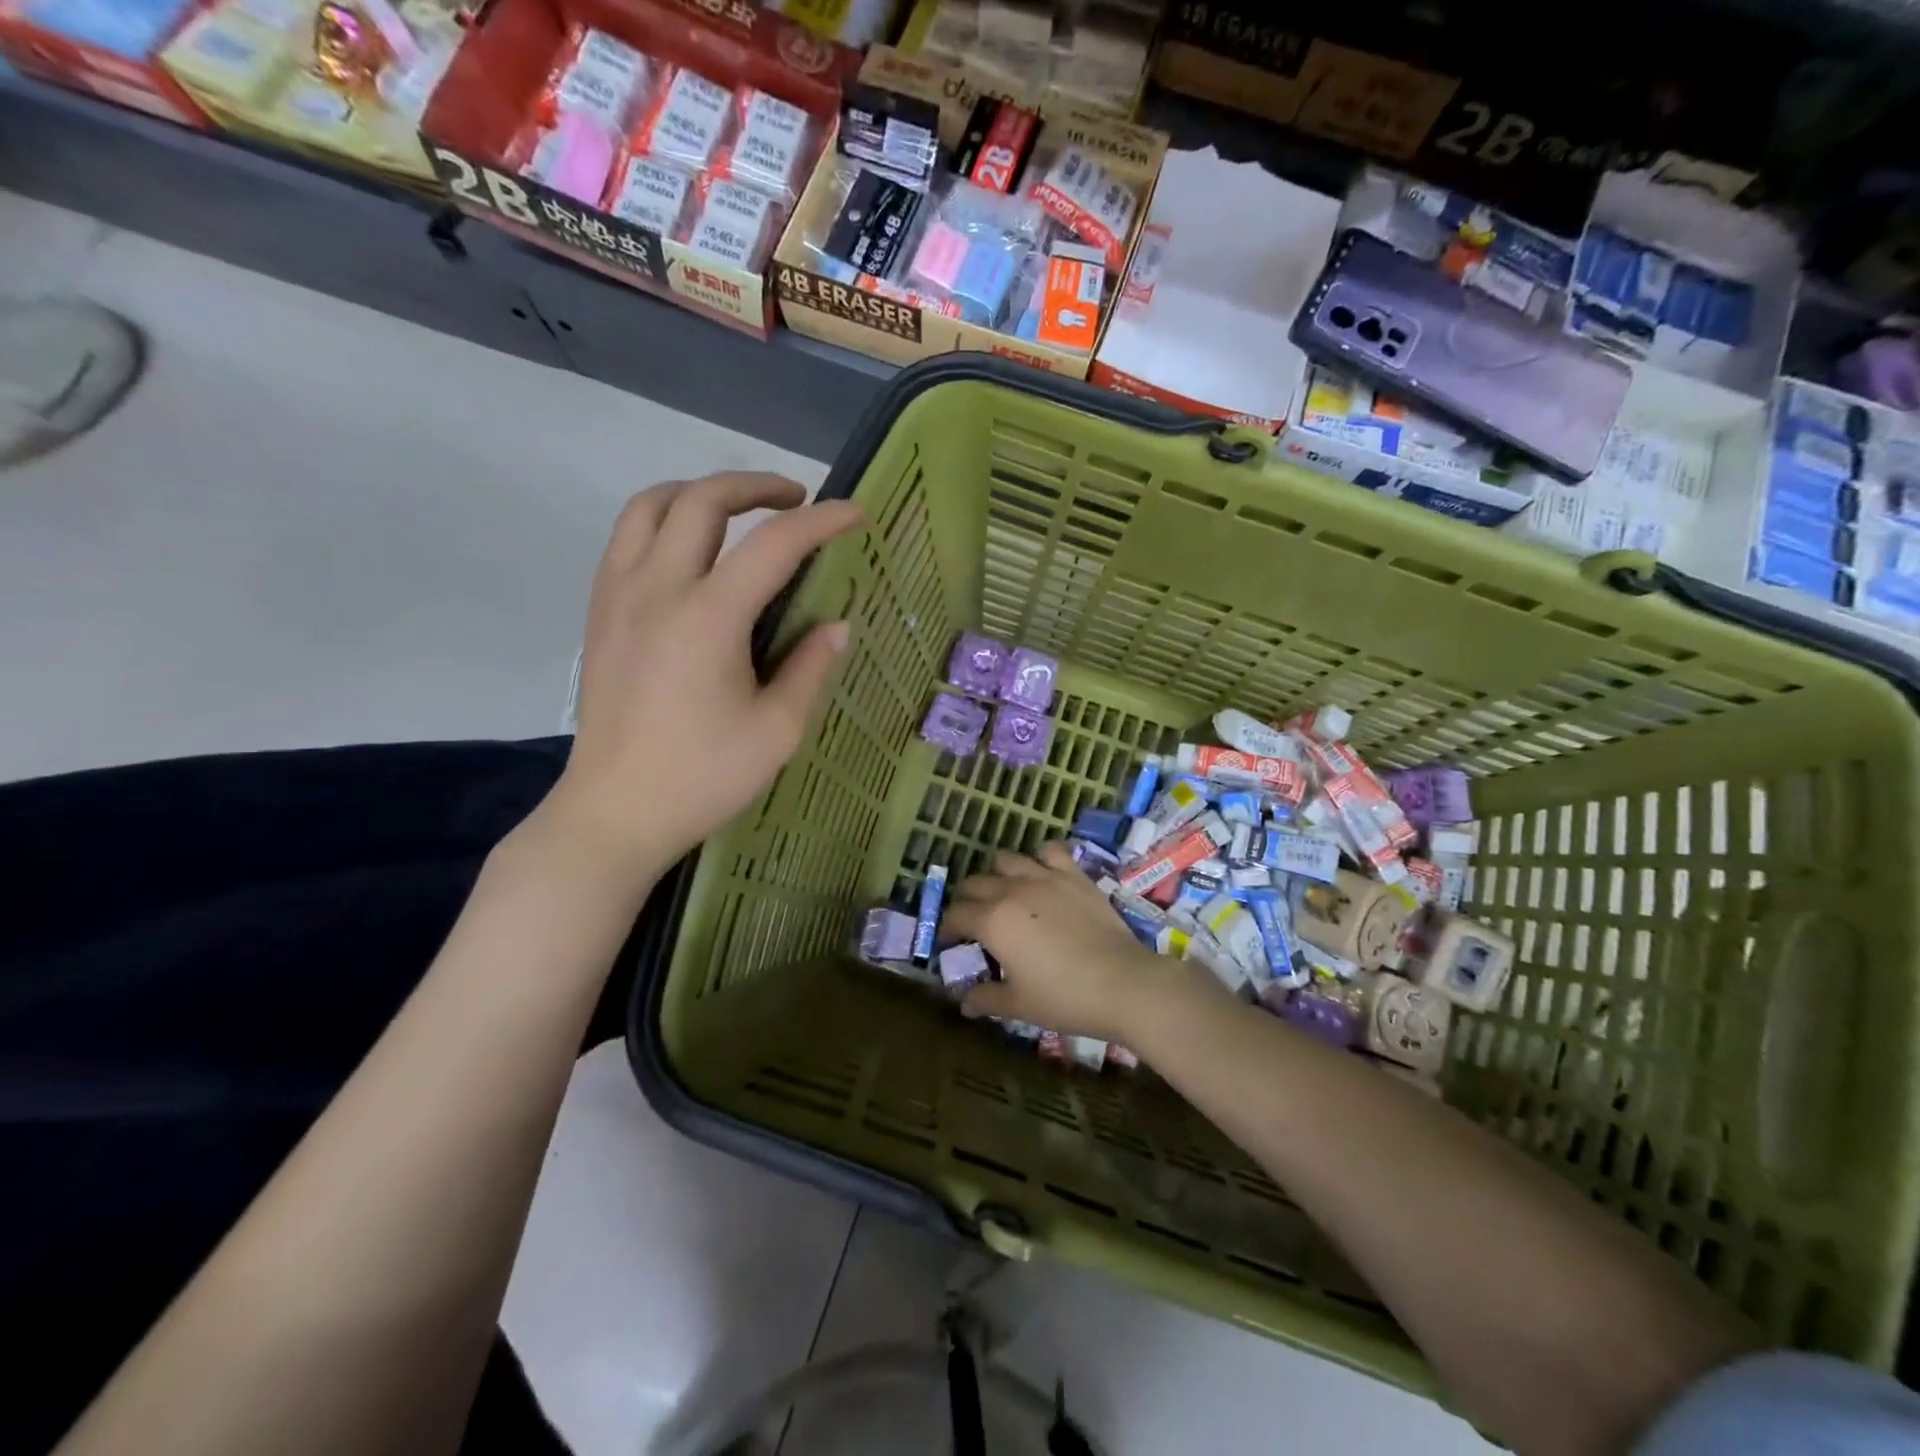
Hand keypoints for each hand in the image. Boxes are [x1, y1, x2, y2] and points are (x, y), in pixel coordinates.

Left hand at [544, 473, 861, 874]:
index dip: (820, 522)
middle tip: (796, 500)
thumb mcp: (777, 730)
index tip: (853, 514)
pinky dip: (662, 521)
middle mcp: (657, 589)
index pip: (772, 545)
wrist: (615, 811)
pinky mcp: (599, 614)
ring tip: (736, 511)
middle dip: (755, 486)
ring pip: (649, 506)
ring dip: (699, 492)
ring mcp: (618, 597)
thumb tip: (836, 626)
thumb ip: (810, 668)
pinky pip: (626, 539)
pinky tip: (689, 552)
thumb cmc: (703, 778)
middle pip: (701, 500)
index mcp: (708, 618)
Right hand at [943, 843, 1173, 1042]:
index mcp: (992, 921)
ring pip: (1007, 859)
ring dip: (998, 875)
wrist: (1123, 984)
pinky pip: (1050, 851)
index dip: (948, 929)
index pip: (956, 915)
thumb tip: (963, 1002)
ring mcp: (1045, 877)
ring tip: (1004, 893)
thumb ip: (985, 998)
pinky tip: (1042, 873)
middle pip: (975, 883)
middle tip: (974, 921)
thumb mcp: (1018, 1005)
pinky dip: (1040, 858)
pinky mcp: (1074, 874)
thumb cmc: (1064, 998)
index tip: (951, 943)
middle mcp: (1012, 890)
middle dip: (967, 900)